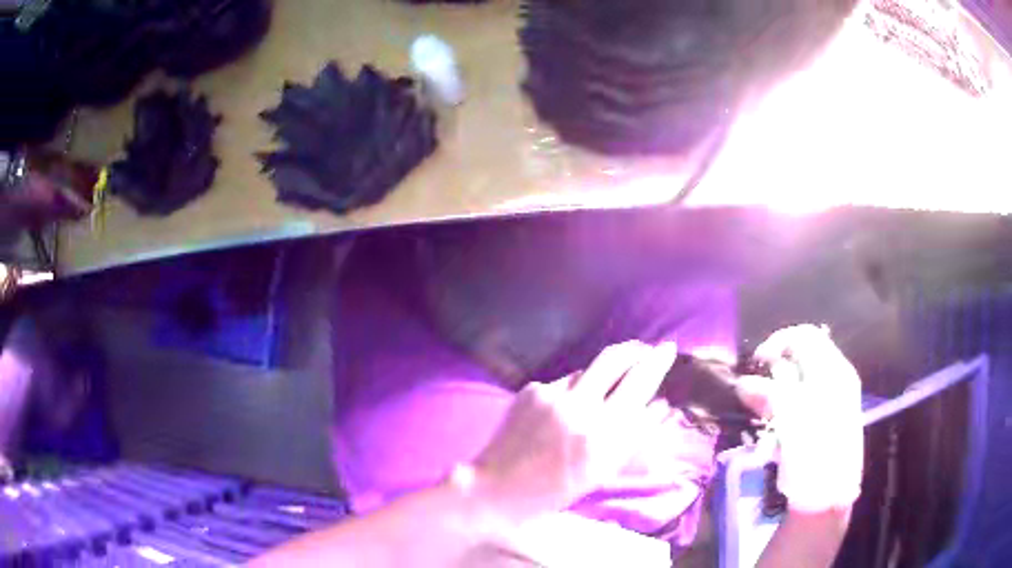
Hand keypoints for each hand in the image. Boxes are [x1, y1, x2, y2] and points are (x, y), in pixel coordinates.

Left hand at [467, 341, 678, 524]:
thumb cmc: (557, 490)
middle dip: (637, 350)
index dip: (658, 363)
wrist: (499, 489)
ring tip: (600, 396)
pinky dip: (572, 392)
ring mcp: (552, 396)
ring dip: (602, 376)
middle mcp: (580, 410)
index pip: (641, 384)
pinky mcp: (531, 390)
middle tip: (647, 349)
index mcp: (604, 437)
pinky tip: (562, 413)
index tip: (668, 350)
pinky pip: (564, 382)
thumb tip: (662, 404)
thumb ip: (636, 435)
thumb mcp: (605, 470)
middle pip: (617, 358)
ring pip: (589, 370)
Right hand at [751, 325, 862, 512]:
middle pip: (802, 359)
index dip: (779, 342)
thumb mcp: (789, 419)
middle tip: (752, 391)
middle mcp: (835, 380)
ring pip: (798, 382)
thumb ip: (768, 394)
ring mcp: (831, 401)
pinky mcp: (823, 421)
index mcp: (833, 371)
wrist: (827, 496)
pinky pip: (800, 402)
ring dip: (775, 392)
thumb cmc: (812, 453)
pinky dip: (783, 408)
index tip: (757, 361)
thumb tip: (743, 383)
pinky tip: (771, 426)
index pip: (806, 336)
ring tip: (758, 412)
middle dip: (774, 371)